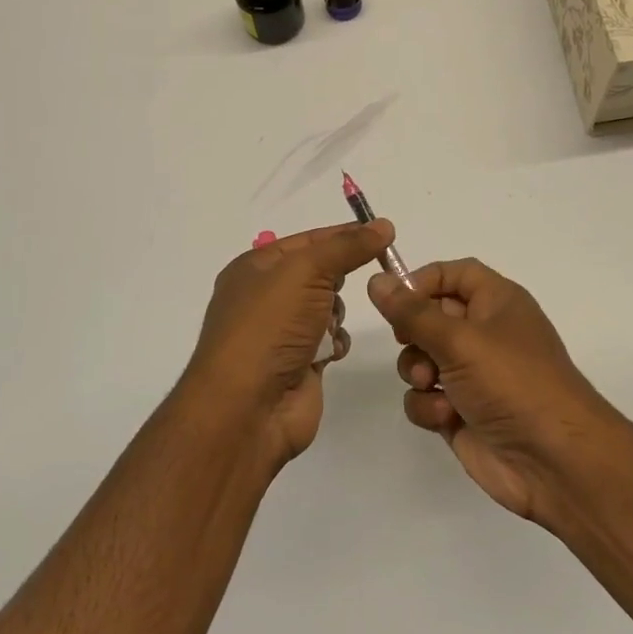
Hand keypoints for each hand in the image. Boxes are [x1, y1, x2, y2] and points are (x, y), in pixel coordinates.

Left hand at [182, 219, 395, 469]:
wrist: (248, 407)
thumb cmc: (270, 327)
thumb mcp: (306, 271)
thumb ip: (347, 247)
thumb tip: (383, 226)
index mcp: (254, 268)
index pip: (307, 240)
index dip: (342, 235)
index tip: (383, 233)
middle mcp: (264, 297)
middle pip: (318, 273)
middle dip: (338, 279)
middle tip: (356, 281)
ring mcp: (280, 333)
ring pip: (327, 307)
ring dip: (336, 314)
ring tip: (328, 326)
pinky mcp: (298, 363)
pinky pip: (329, 340)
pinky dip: (335, 343)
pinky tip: (330, 352)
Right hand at [368, 258, 621, 525]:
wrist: (554, 460)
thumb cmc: (512, 382)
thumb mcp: (460, 339)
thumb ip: (412, 312)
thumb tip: (377, 281)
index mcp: (497, 302)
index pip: (454, 274)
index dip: (422, 280)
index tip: (394, 297)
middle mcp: (485, 333)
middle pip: (431, 316)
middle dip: (413, 333)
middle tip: (409, 342)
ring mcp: (472, 375)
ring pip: (421, 359)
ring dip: (417, 371)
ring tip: (432, 384)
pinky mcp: (461, 411)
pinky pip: (426, 396)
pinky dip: (429, 406)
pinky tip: (446, 417)